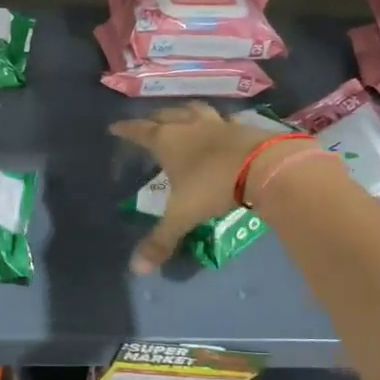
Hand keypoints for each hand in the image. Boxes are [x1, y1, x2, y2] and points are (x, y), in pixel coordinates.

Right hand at [110, 103, 292, 273]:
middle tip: (148, 122)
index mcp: (168, 141)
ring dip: (185, 112)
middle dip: (155, 118)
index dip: (126, 129)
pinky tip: (220, 127)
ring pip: (196, 110)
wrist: (264, 167)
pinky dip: (217, 122)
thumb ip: (161, 240)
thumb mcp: (182, 215)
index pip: (140, 131)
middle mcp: (190, 126)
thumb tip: (136, 269)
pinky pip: (224, 120)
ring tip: (182, 116)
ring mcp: (219, 124)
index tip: (115, 127)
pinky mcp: (244, 127)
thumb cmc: (213, 186)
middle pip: (167, 115)